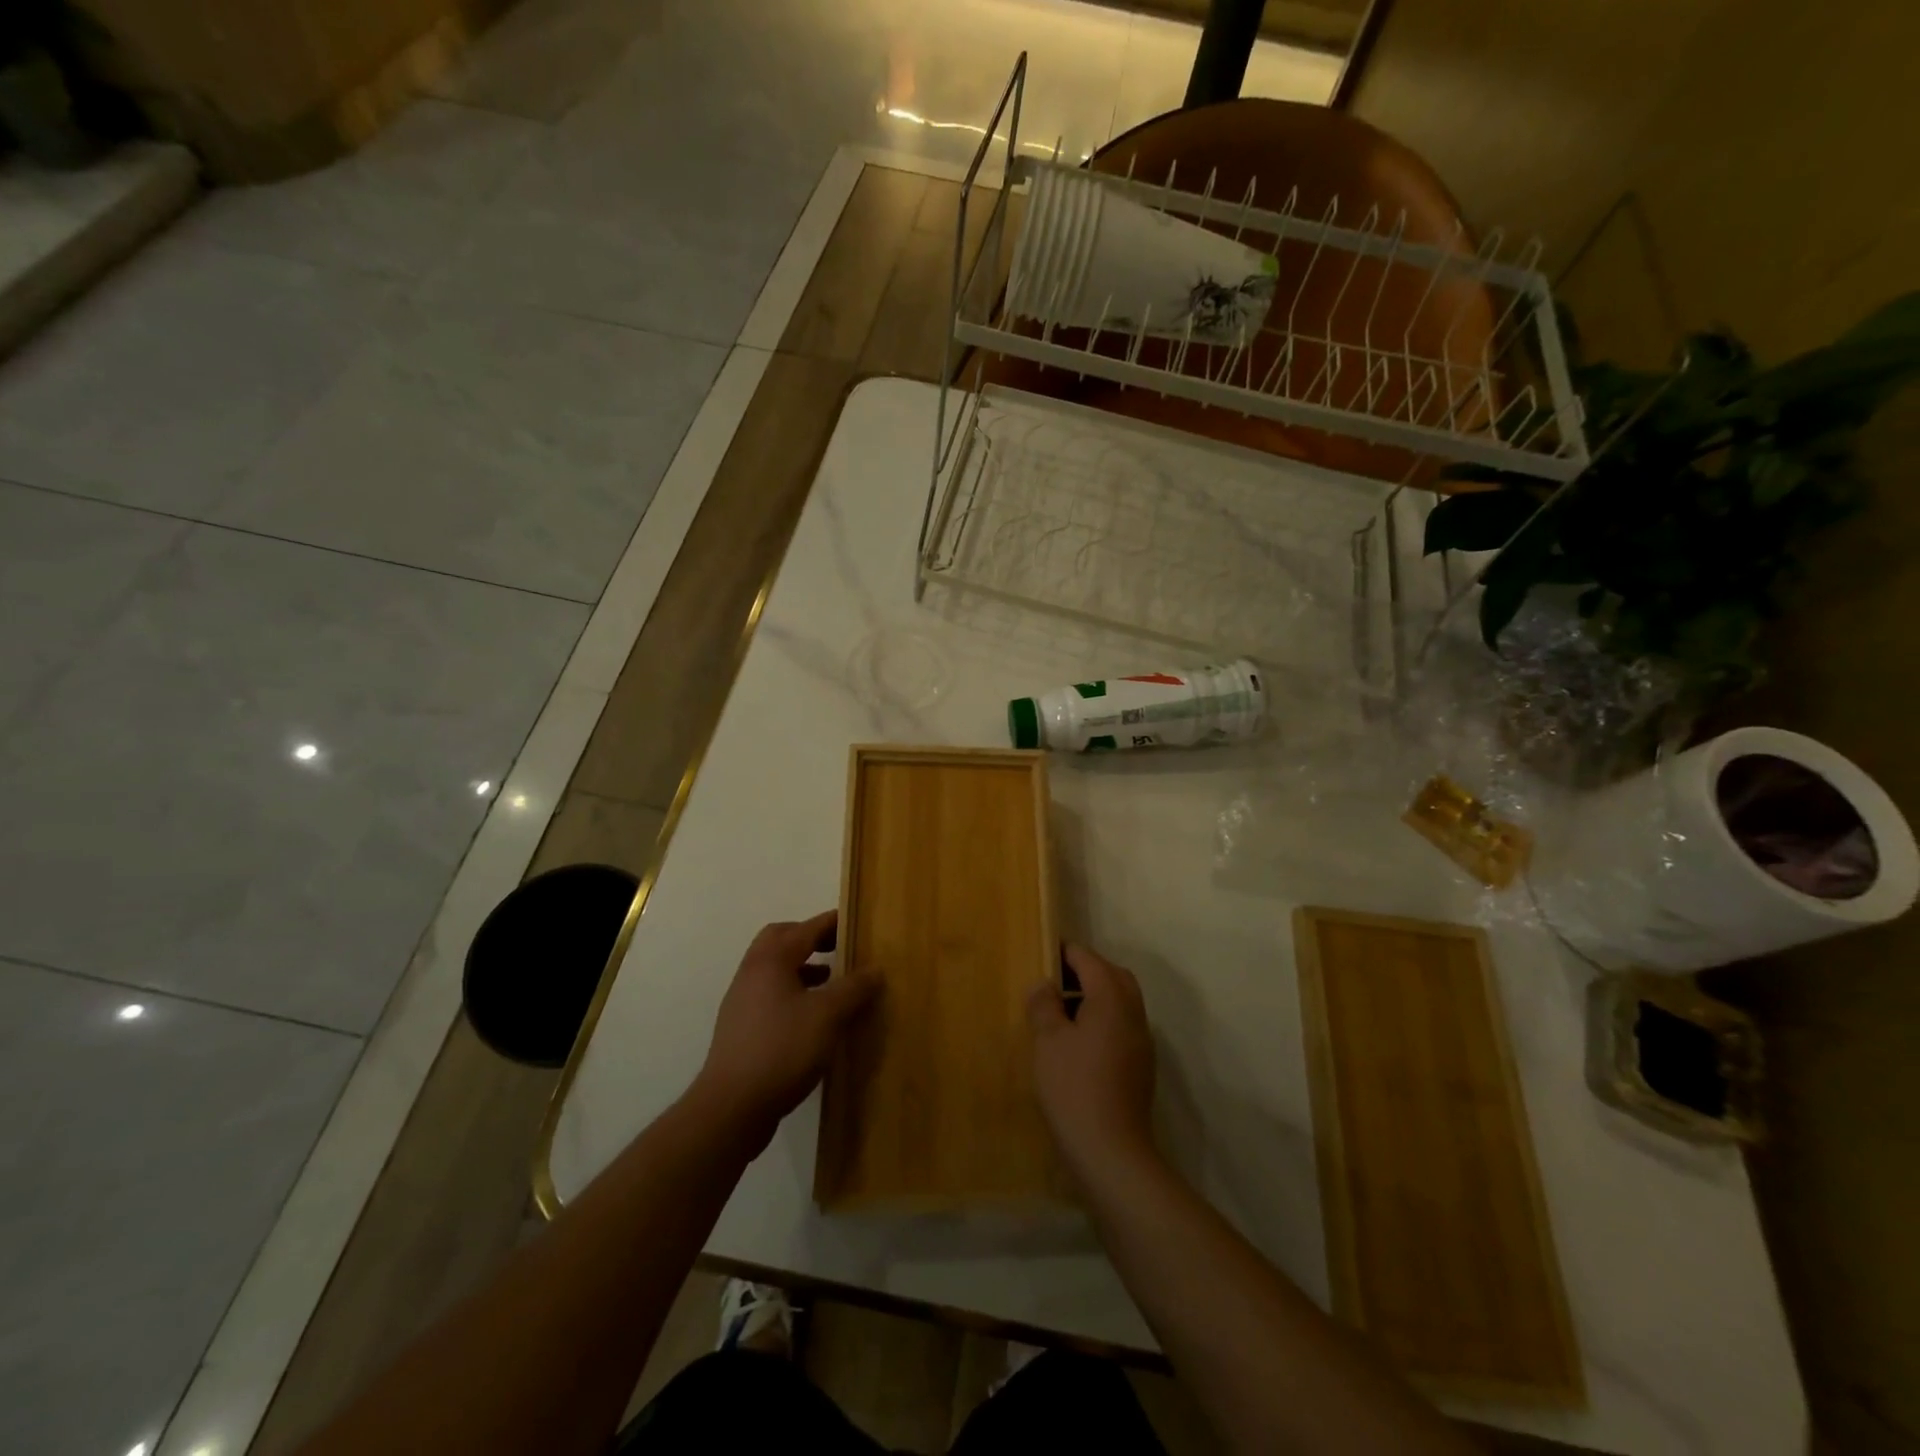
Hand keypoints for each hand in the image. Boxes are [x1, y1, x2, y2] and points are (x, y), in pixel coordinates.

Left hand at [692, 911, 876, 1148]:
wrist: (732, 1107)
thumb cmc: (782, 1049)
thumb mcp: (828, 1016)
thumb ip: (853, 988)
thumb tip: (875, 969)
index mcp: (771, 960)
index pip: (806, 928)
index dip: (831, 922)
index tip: (855, 920)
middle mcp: (752, 972)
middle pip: (781, 940)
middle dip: (810, 938)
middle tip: (839, 947)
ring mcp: (742, 1001)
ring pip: (774, 969)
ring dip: (802, 967)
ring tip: (831, 982)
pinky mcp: (741, 1029)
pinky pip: (770, 995)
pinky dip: (793, 992)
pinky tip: (813, 1017)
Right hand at [1028, 944, 1156, 1172]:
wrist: (1110, 1150)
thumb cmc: (1074, 1087)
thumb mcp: (1048, 1041)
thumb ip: (1044, 1006)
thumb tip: (1044, 985)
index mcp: (1112, 1000)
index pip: (1090, 961)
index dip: (1067, 953)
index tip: (1045, 951)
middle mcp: (1133, 1014)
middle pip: (1114, 976)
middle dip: (1088, 970)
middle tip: (1056, 979)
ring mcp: (1141, 1042)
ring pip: (1123, 1002)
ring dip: (1097, 996)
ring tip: (1063, 1010)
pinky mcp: (1141, 1066)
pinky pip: (1123, 1026)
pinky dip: (1104, 1019)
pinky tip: (1079, 1041)